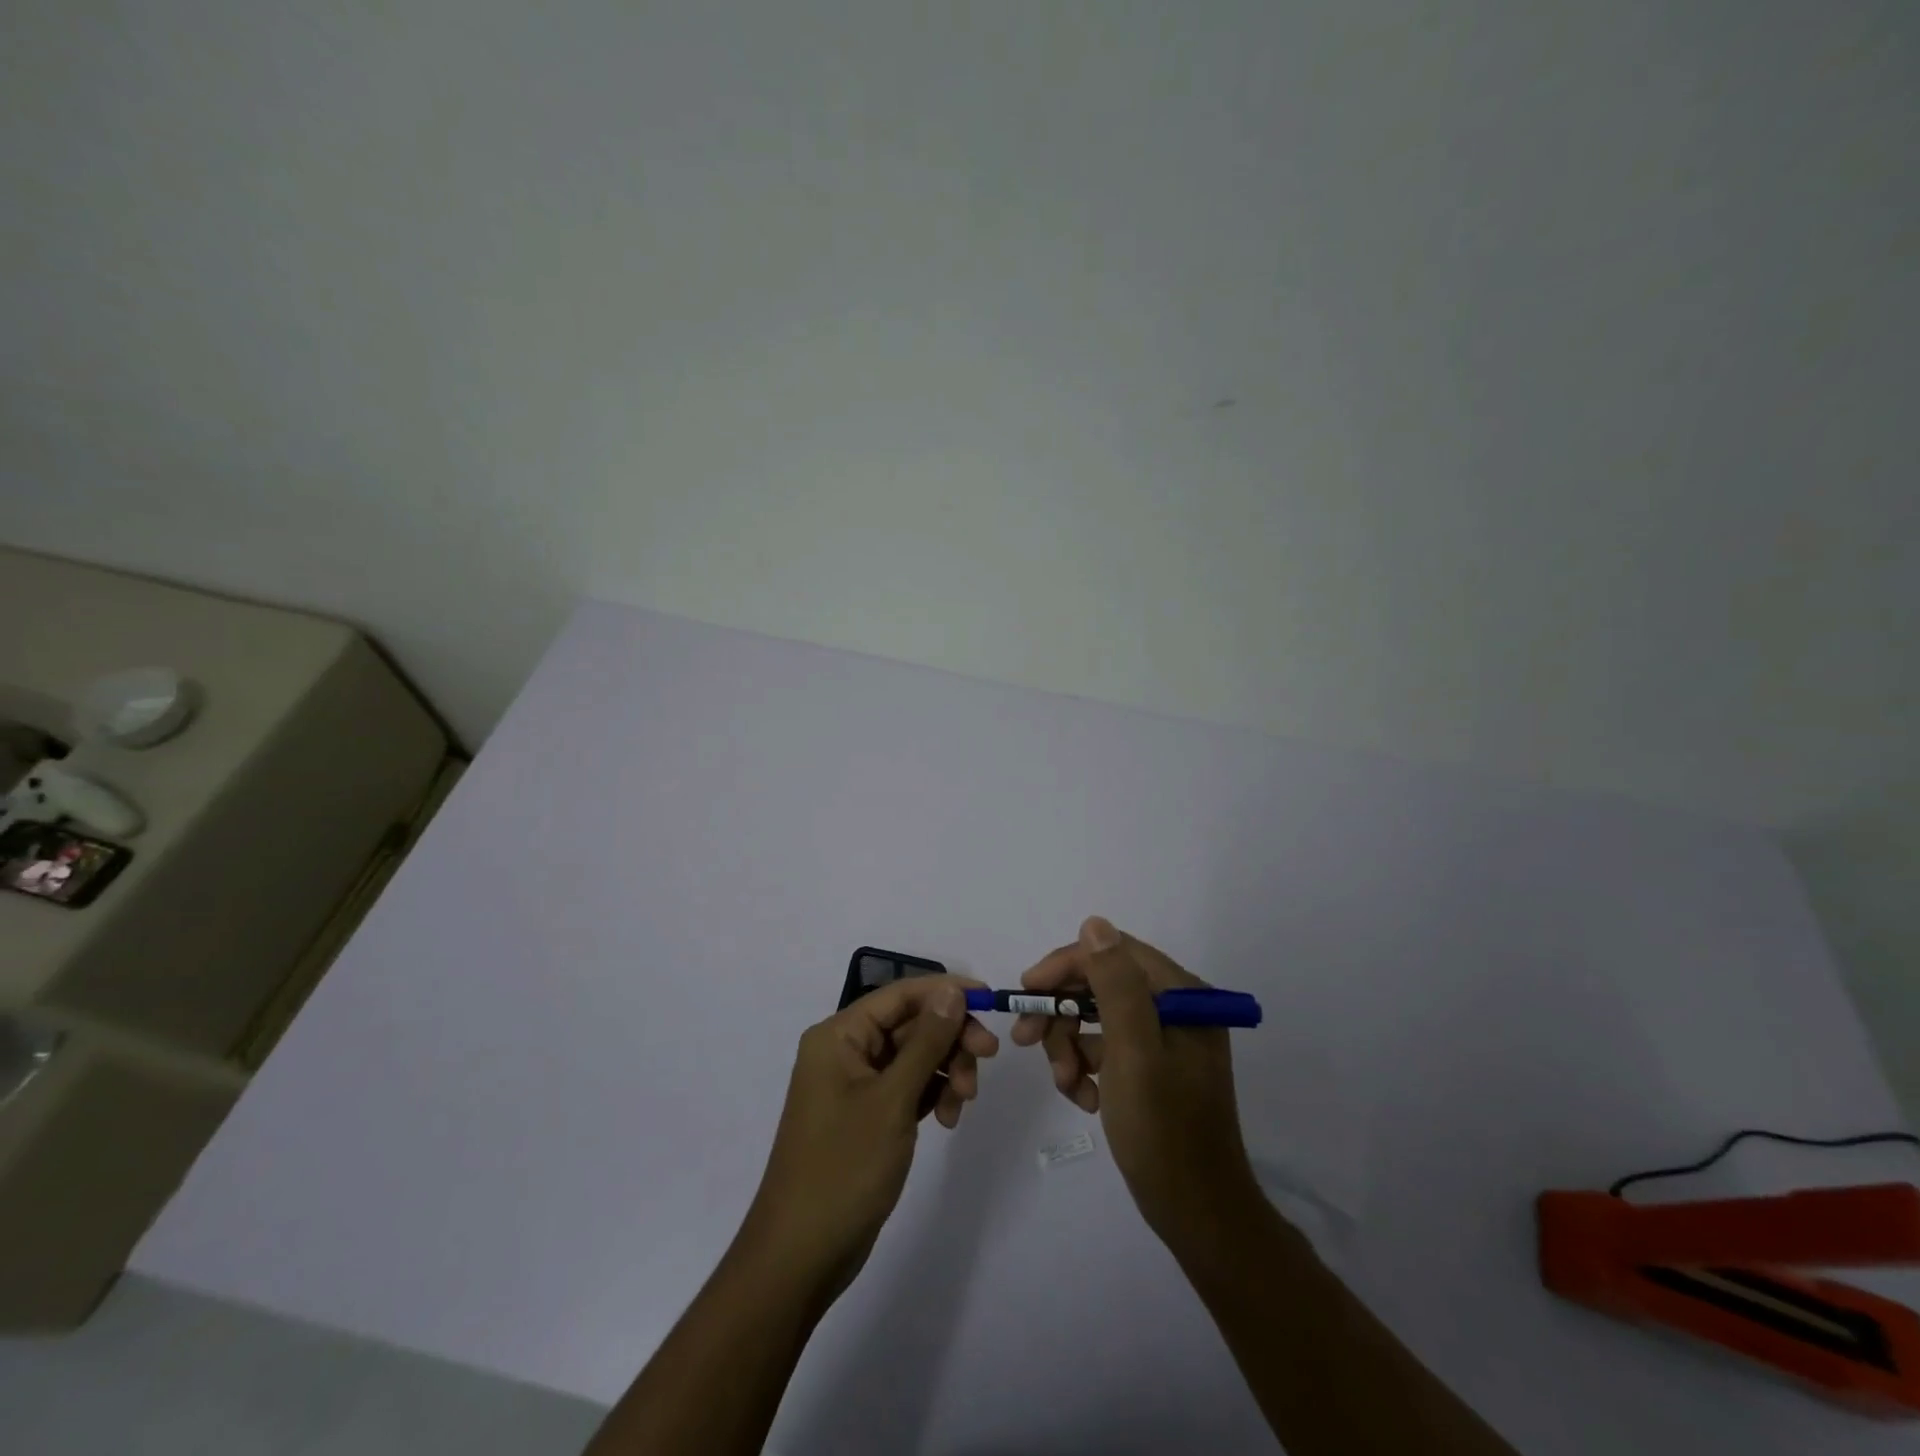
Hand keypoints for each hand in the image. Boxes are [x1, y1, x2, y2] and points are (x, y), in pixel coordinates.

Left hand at [741, 977, 999, 1295]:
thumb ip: (926, 1041)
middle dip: (951, 1039)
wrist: (801, 1256)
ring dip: (946, 1071)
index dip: (946, 992)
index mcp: (839, 1035)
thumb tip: (952, 990)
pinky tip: (948, 1120)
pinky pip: (908, 1087)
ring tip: (964, 1104)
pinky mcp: (868, 1115)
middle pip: (911, 1024)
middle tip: (989, 1059)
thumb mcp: (892, 1099)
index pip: (901, 995)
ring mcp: (856, 1085)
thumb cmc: (844, 1167)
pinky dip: (932, 1095)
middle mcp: (846, 1051)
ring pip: (915, 1057)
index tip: (991, 1001)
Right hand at [1012, 917, 1259, 1249]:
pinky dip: (1086, 1068)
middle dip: (1062, 1013)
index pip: (1113, 953)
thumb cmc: (1164, 1131)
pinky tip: (1084, 1099)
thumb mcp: (1134, 1052)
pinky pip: (1106, 1048)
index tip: (1026, 992)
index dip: (1065, 966)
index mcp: (1181, 995)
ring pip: (1096, 1018)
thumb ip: (1115, 984)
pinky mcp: (1153, 1067)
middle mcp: (1176, 1008)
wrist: (1197, 1214)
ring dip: (1070, 1046)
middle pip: (1101, 985)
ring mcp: (1164, 1039)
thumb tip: (1094, 923)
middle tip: (1026, 1041)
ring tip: (1065, 1084)